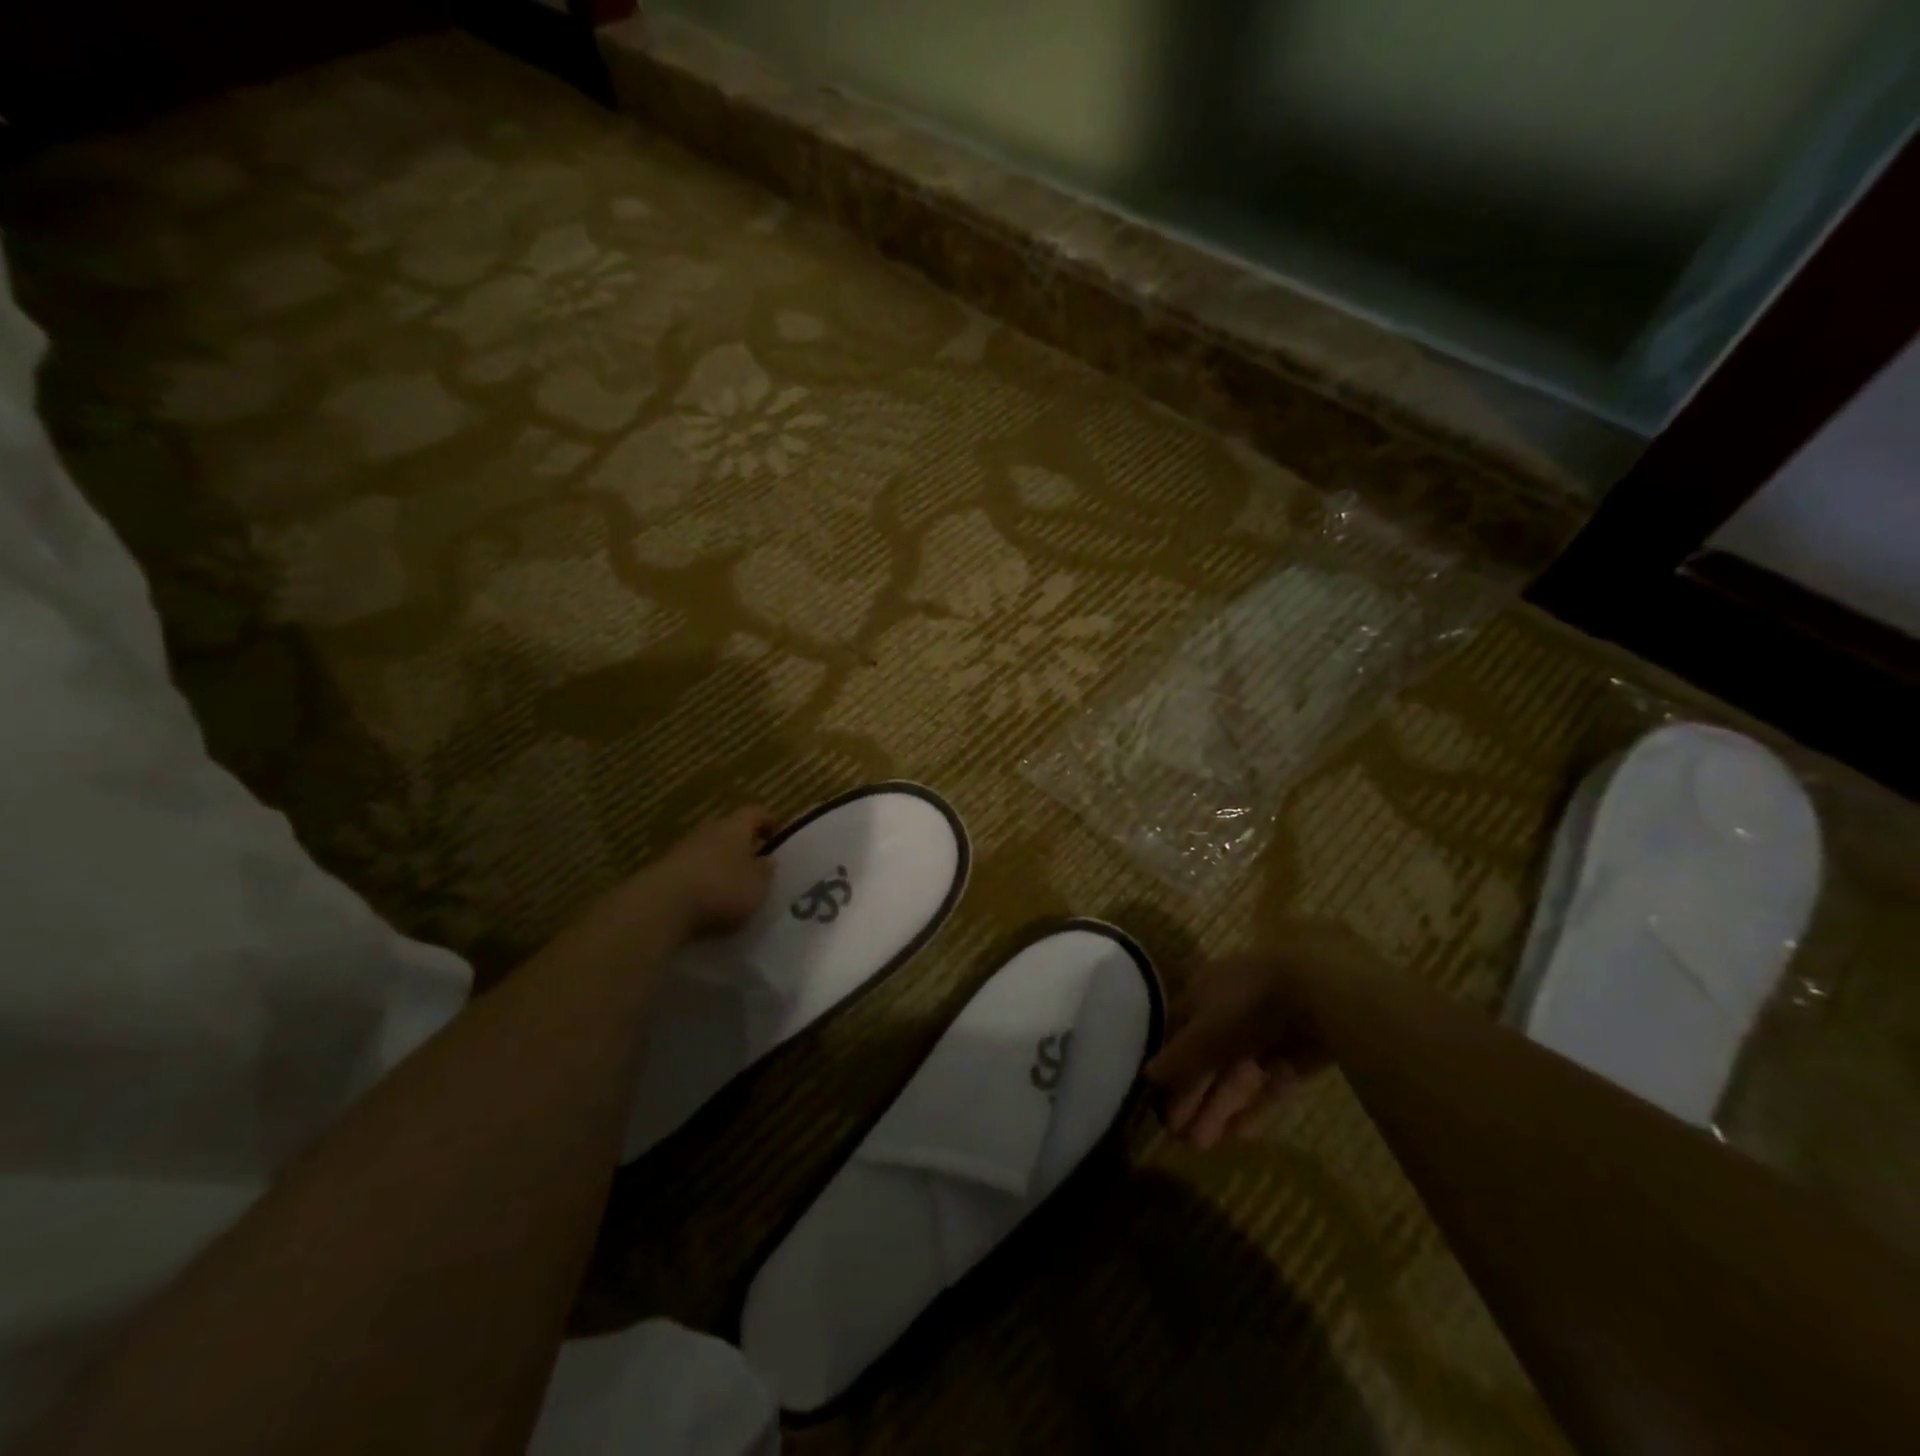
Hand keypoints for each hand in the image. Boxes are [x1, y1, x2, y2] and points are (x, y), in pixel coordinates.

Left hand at [649, 806, 778, 936]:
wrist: (662, 905)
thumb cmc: (721, 888)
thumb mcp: (758, 885)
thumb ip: (765, 872)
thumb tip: (768, 860)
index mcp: (735, 826)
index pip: (756, 813)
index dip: (769, 821)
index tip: (778, 835)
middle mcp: (708, 830)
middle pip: (730, 830)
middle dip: (743, 844)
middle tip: (757, 862)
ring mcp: (683, 849)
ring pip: (709, 849)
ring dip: (721, 863)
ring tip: (734, 885)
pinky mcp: (665, 871)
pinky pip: (692, 870)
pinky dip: (703, 880)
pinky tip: (709, 900)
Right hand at [1145, 921, 1377, 1147]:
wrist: (1316, 992)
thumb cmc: (1245, 1001)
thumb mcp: (1204, 1030)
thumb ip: (1178, 1056)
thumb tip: (1147, 1074)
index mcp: (1203, 991)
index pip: (1180, 1032)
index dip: (1171, 1068)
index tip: (1161, 1102)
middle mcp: (1231, 1010)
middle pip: (1209, 1059)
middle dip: (1195, 1097)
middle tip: (1182, 1136)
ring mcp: (1265, 1032)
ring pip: (1237, 1075)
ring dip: (1220, 1108)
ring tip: (1204, 1145)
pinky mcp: (1295, 1054)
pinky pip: (1269, 1084)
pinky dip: (1255, 1107)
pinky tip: (1241, 1136)